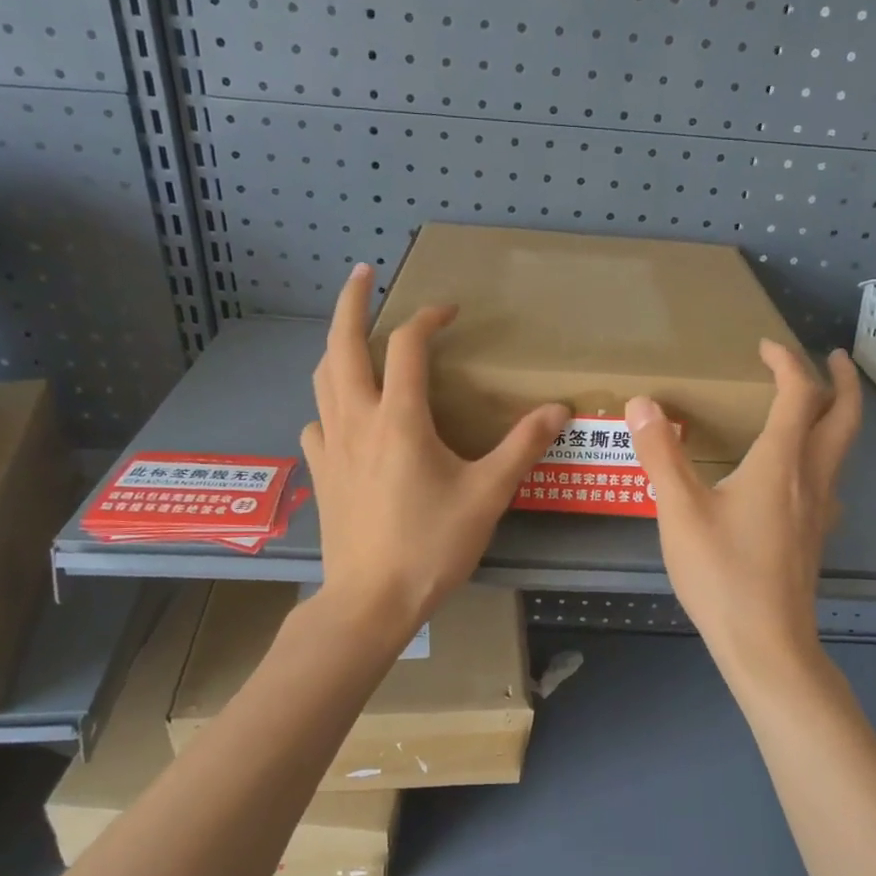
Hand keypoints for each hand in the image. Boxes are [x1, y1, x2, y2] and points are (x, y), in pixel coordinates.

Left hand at [301, 264, 567, 638]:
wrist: (371, 601)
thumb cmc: (431, 545)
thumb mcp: (487, 494)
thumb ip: (522, 447)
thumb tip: (558, 409)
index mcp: (400, 418)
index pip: (408, 347)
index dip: (428, 319)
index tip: (450, 311)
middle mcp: (357, 419)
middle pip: (343, 345)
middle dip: (351, 303)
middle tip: (362, 274)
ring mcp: (331, 445)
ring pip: (323, 378)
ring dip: (337, 348)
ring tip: (353, 338)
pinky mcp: (320, 472)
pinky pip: (317, 421)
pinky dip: (329, 403)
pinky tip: (343, 415)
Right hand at [627, 342, 861, 678]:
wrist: (766, 644)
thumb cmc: (722, 573)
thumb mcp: (679, 510)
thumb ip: (661, 454)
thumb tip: (643, 403)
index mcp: (781, 462)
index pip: (799, 394)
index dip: (787, 362)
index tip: (765, 346)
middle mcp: (811, 478)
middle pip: (845, 417)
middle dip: (844, 380)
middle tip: (834, 357)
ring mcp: (819, 510)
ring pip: (842, 450)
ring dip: (838, 418)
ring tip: (814, 407)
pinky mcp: (814, 536)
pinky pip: (828, 481)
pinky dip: (822, 456)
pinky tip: (796, 475)